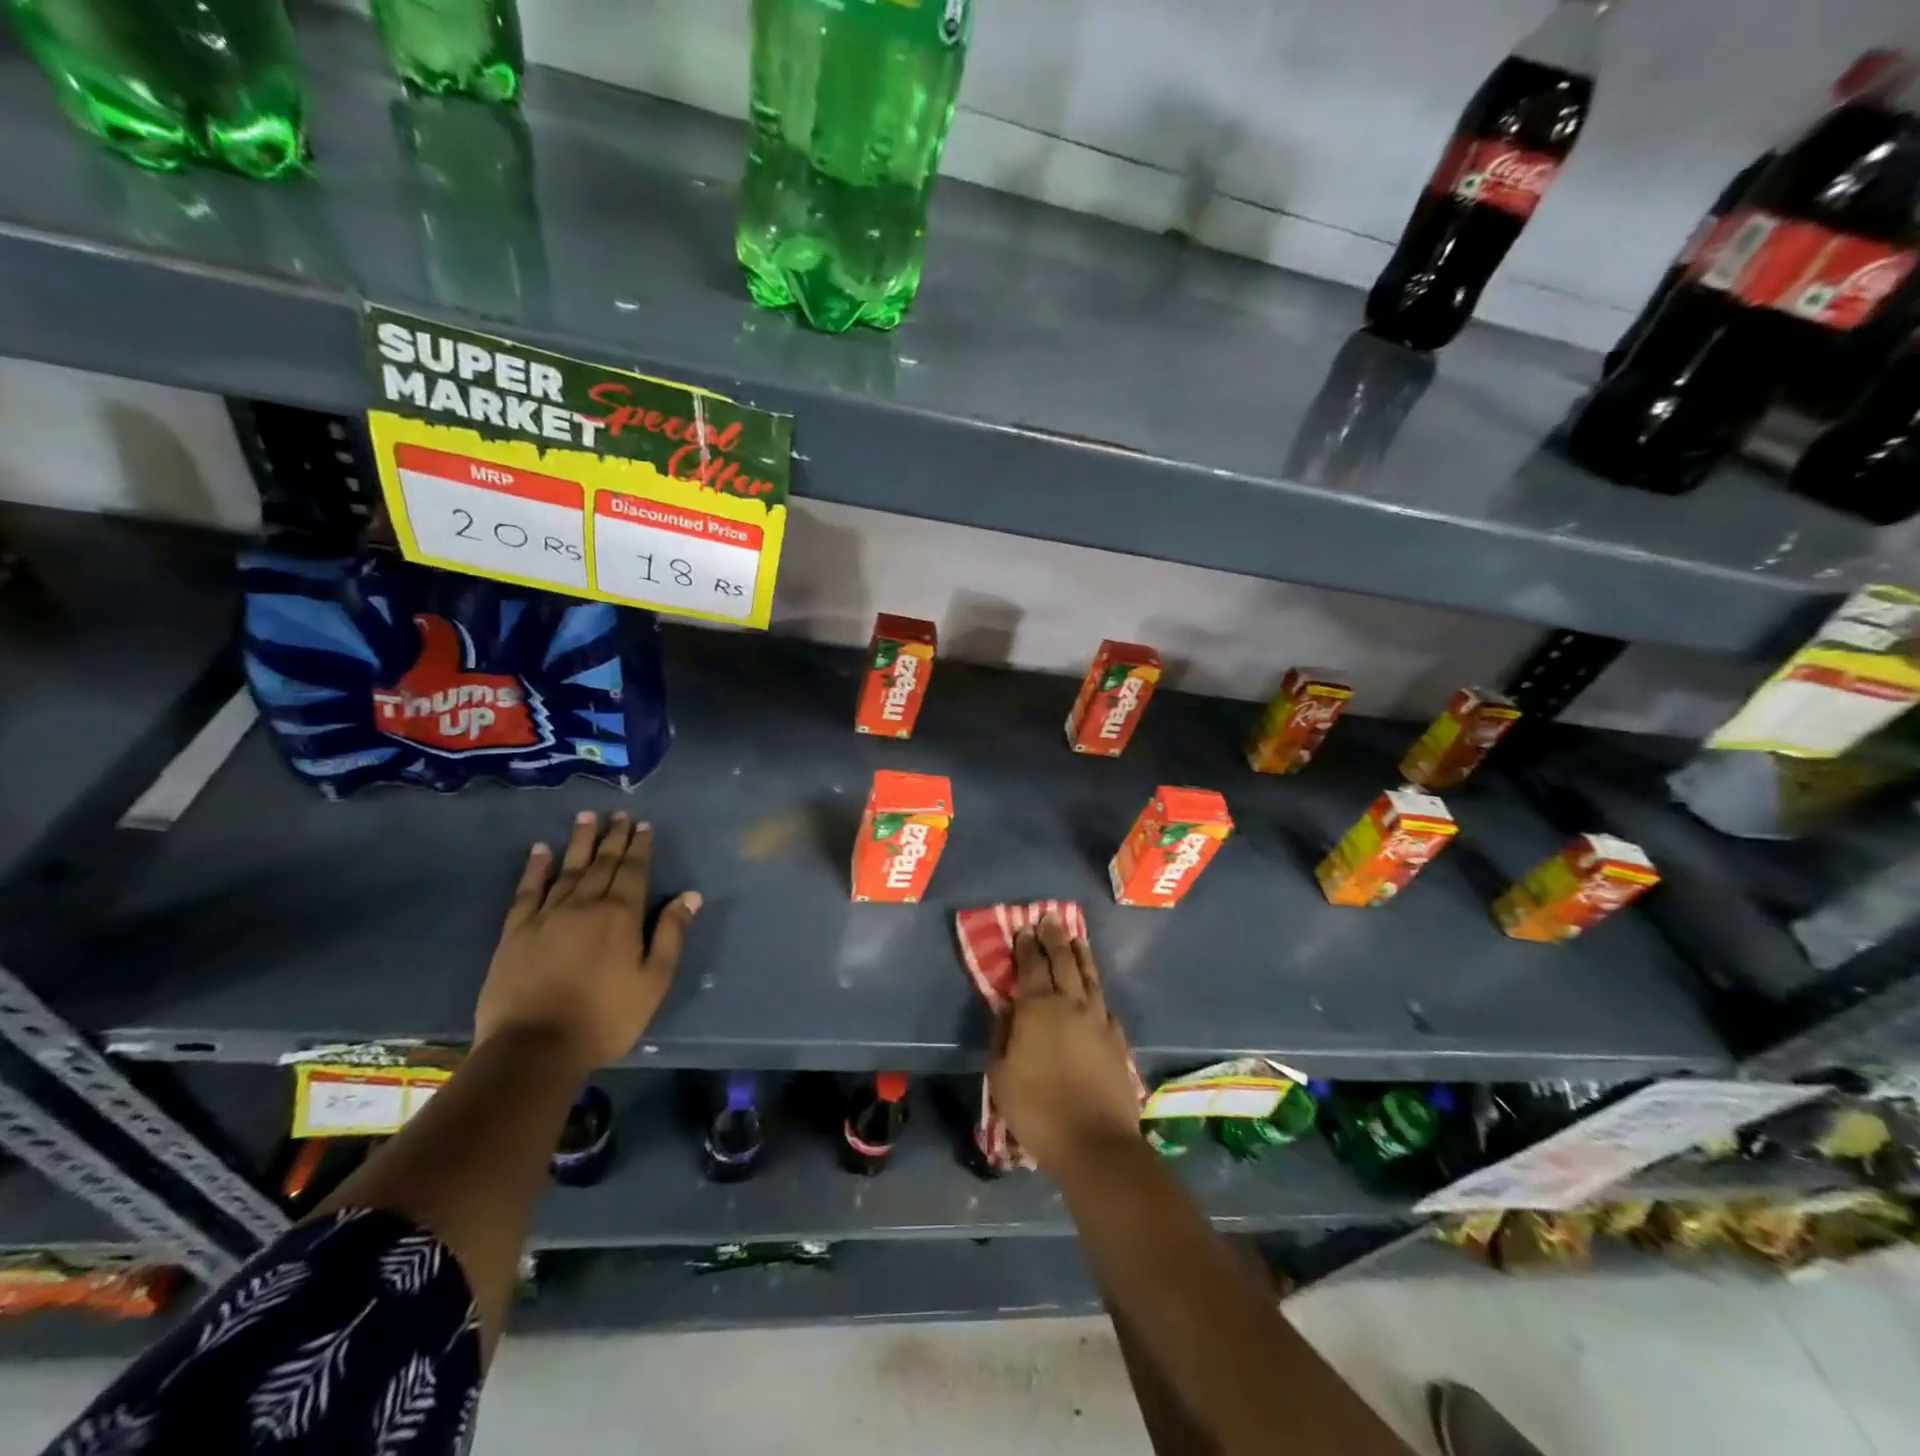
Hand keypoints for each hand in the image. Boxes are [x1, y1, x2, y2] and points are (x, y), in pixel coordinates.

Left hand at [474, 811, 700, 1071]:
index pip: (634, 871)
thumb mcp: (653, 980)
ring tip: (586, 817)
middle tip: (619, 814)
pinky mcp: (516, 932)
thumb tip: (690, 895)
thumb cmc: (605, 1017)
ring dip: (579, 842)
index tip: (644, 824)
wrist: (533, 1048)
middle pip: (602, 863)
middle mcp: (585, 905)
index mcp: (621, 915)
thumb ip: (671, 934)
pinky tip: (540, 851)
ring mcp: (547, 916)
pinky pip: (528, 891)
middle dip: (613, 837)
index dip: (640, 846)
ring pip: (568, 869)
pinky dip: (536, 868)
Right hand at [987, 913, 1140, 1171]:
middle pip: (1064, 961)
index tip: (1024, 928)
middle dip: (1055, 938)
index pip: (1031, 966)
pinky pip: (1104, 1003)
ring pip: (1089, 977)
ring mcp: (1098, 1019)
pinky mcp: (1117, 1039)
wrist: (1095, 1142)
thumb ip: (1002, 1035)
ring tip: (1076, 939)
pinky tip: (1095, 989)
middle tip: (1050, 919)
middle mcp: (1070, 1004)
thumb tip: (1008, 1009)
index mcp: (1038, 1008)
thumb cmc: (1037, 1109)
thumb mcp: (1001, 1075)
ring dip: (1081, 955)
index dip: (1027, 946)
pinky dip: (1096, 988)